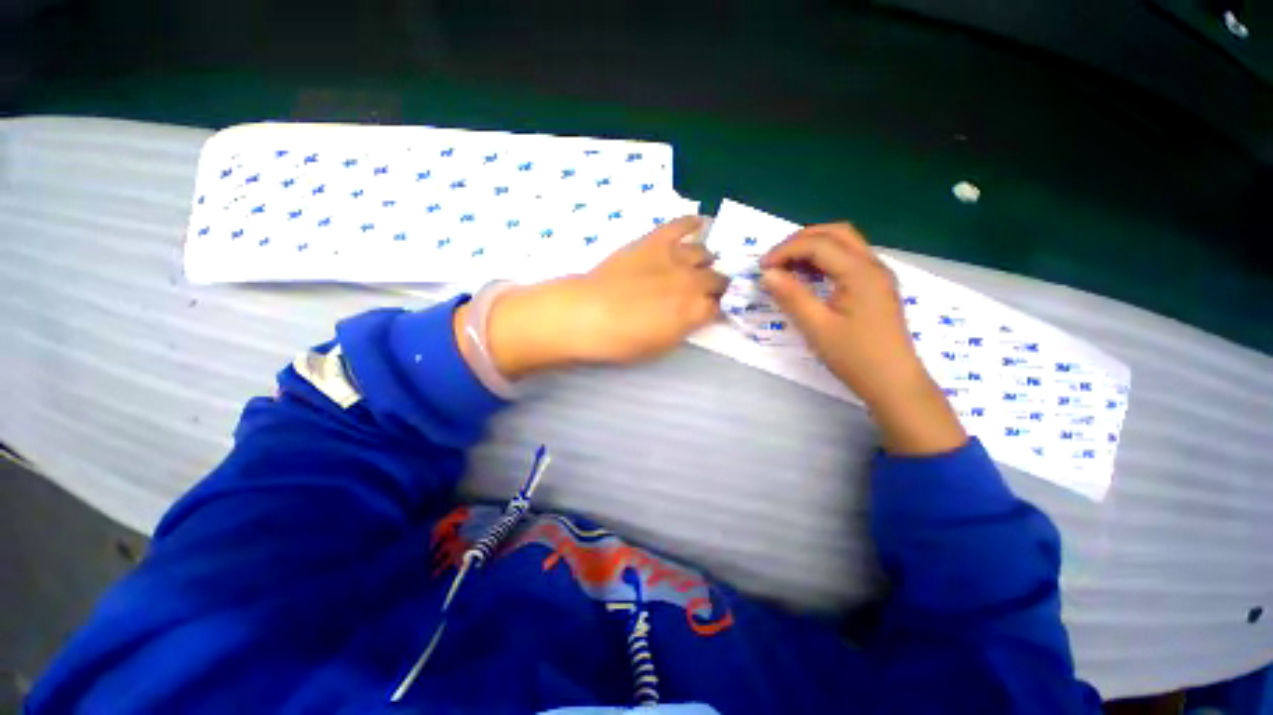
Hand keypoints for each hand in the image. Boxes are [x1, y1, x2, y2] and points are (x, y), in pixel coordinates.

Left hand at [457, 216, 727, 379]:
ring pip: (705, 253)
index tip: (709, 311)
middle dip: (715, 286)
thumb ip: (685, 327)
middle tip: (703, 290)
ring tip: (696, 265)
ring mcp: (675, 257)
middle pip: (718, 279)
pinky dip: (692, 223)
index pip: (720, 307)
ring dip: (705, 261)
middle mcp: (693, 281)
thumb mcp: (661, 345)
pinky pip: (681, 225)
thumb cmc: (622, 340)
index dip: (715, 309)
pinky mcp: (656, 240)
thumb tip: (695, 315)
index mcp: (695, 312)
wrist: (588, 314)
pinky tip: (699, 223)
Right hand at [760, 223, 965, 454]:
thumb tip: (767, 274)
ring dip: (812, 247)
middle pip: (835, 233)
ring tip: (786, 267)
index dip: (786, 250)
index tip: (762, 268)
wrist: (893, 383)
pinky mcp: (876, 285)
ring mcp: (878, 274)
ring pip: (844, 243)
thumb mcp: (817, 328)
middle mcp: (873, 265)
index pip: (818, 244)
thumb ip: (791, 297)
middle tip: (774, 261)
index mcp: (861, 272)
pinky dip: (824, 259)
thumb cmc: (855, 357)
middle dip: (799, 240)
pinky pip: (848, 259)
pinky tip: (808, 276)